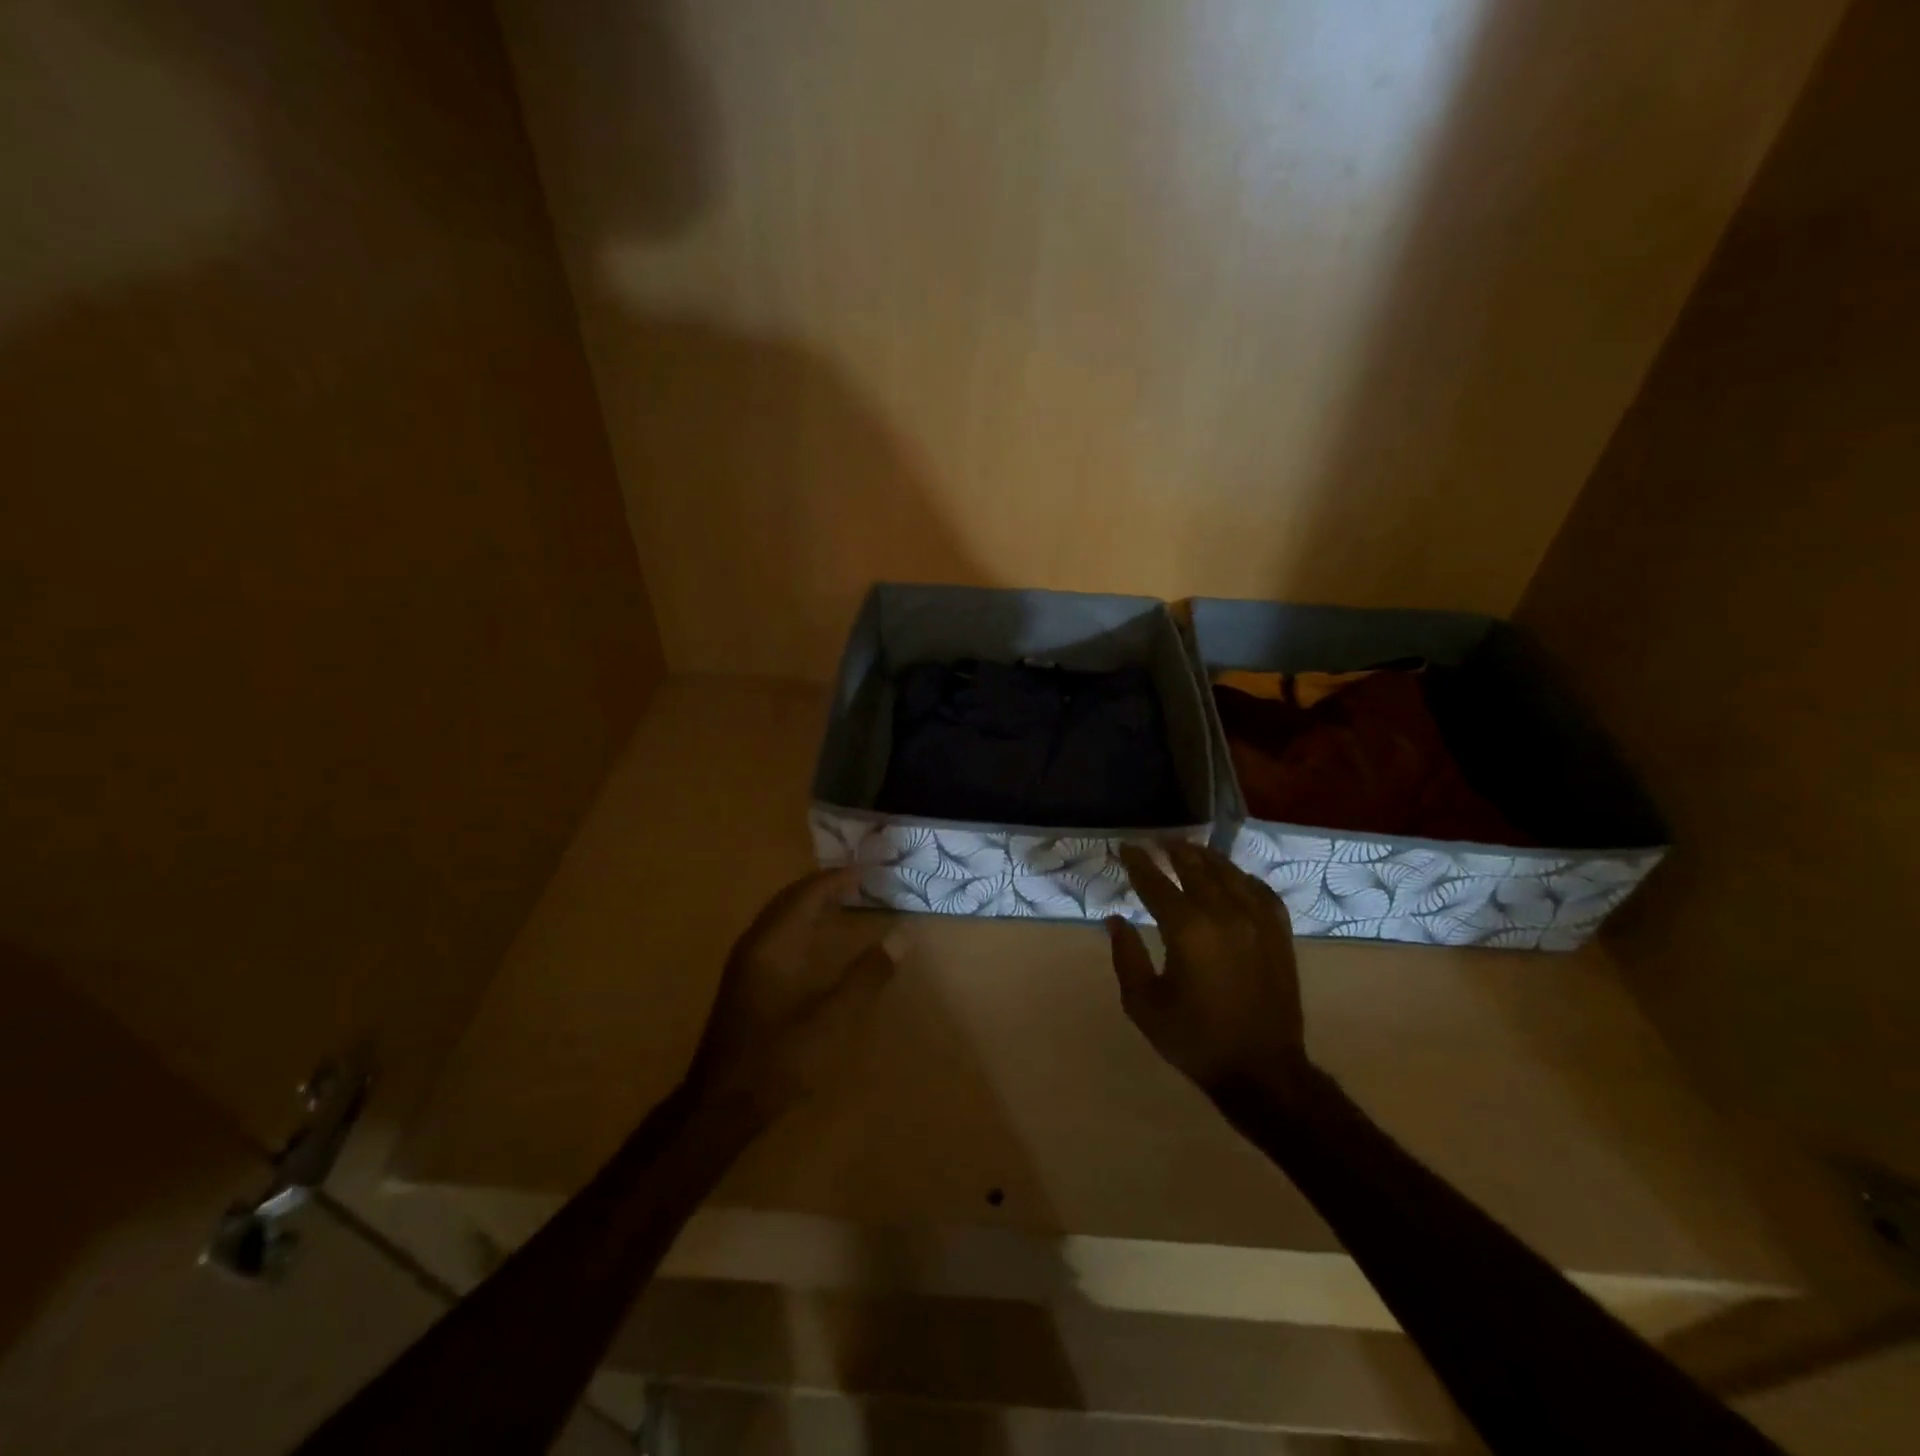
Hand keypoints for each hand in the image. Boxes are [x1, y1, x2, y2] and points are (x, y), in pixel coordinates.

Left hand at [686, 869, 896, 1119]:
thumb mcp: (833, 1018)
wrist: (721, 1104)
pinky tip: (811, 942)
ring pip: (778, 916)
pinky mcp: (742, 983)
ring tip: (839, 902)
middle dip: (821, 886)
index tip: (866, 871)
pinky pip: (773, 933)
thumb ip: (867, 975)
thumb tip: (901, 936)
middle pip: (788, 899)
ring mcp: (744, 964)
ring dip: (807, 904)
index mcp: (774, 944)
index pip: (807, 895)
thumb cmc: (780, 1056)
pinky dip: (797, 923)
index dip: (836, 879)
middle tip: (854, 881)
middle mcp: (755, 944)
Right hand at [1107, 842, 1309, 1094]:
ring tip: (1187, 849)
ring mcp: (1258, 920)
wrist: (1263, 1071)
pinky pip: (1258, 889)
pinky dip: (1239, 876)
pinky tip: (1230, 876)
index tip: (1125, 847)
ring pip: (1228, 872)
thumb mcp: (1144, 1004)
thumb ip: (1127, 956)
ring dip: (1204, 857)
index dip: (1138, 863)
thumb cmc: (1196, 1039)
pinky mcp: (1279, 932)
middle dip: (1172, 850)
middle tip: (1155, 841)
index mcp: (1188, 931)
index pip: (1156, 883)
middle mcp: (1225, 914)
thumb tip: (1115, 919)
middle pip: (1195, 867)